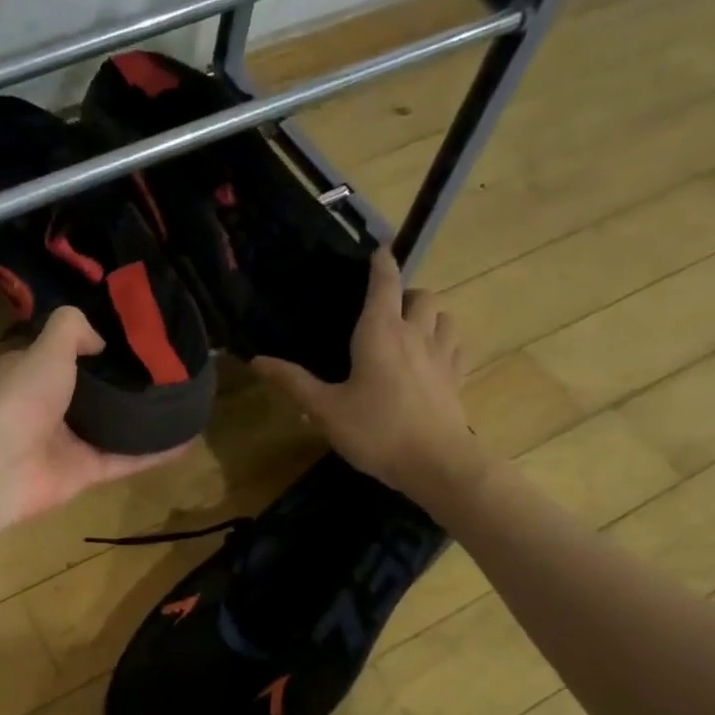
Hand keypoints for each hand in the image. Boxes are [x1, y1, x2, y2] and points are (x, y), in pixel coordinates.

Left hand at [0, 307, 188, 524]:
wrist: (1, 465)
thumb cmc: (21, 398)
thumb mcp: (47, 348)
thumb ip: (72, 330)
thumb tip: (100, 341)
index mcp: (33, 373)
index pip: (65, 355)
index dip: (95, 346)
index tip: (133, 337)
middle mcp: (50, 407)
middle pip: (95, 393)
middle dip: (126, 383)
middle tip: (168, 369)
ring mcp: (69, 442)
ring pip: (114, 428)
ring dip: (144, 419)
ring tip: (183, 403)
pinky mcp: (86, 472)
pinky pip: (127, 460)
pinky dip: (154, 453)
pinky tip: (186, 441)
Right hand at [254, 251, 487, 506]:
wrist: (436, 463)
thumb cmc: (376, 432)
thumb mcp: (325, 410)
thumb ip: (293, 382)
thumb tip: (256, 359)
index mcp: (380, 332)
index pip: (384, 282)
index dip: (380, 262)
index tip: (377, 250)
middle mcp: (416, 333)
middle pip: (421, 294)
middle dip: (406, 293)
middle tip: (386, 310)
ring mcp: (442, 354)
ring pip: (444, 315)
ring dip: (429, 315)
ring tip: (411, 331)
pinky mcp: (457, 377)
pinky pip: (456, 346)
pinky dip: (444, 342)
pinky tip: (433, 359)